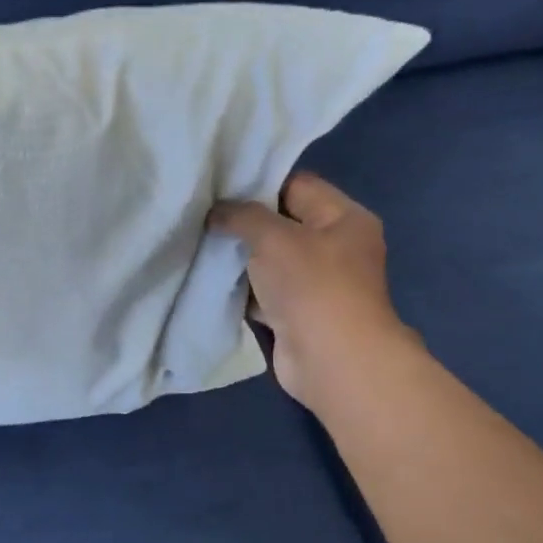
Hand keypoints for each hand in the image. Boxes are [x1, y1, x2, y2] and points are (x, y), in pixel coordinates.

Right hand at [210, 171, 412, 410]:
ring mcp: (315, 283)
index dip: (257, 182)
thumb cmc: (311, 286)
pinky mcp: (295, 313)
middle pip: (281, 223)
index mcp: (344, 218)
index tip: (216, 185)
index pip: (297, 185)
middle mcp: (334, 247)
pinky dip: (239, 288)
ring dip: (237, 256)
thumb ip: (241, 216)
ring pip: (268, 259)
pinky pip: (262, 291)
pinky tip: (208, 278)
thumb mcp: (274, 237)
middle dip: (242, 221)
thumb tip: (215, 212)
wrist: (331, 359)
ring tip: (197, 243)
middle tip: (200, 214)